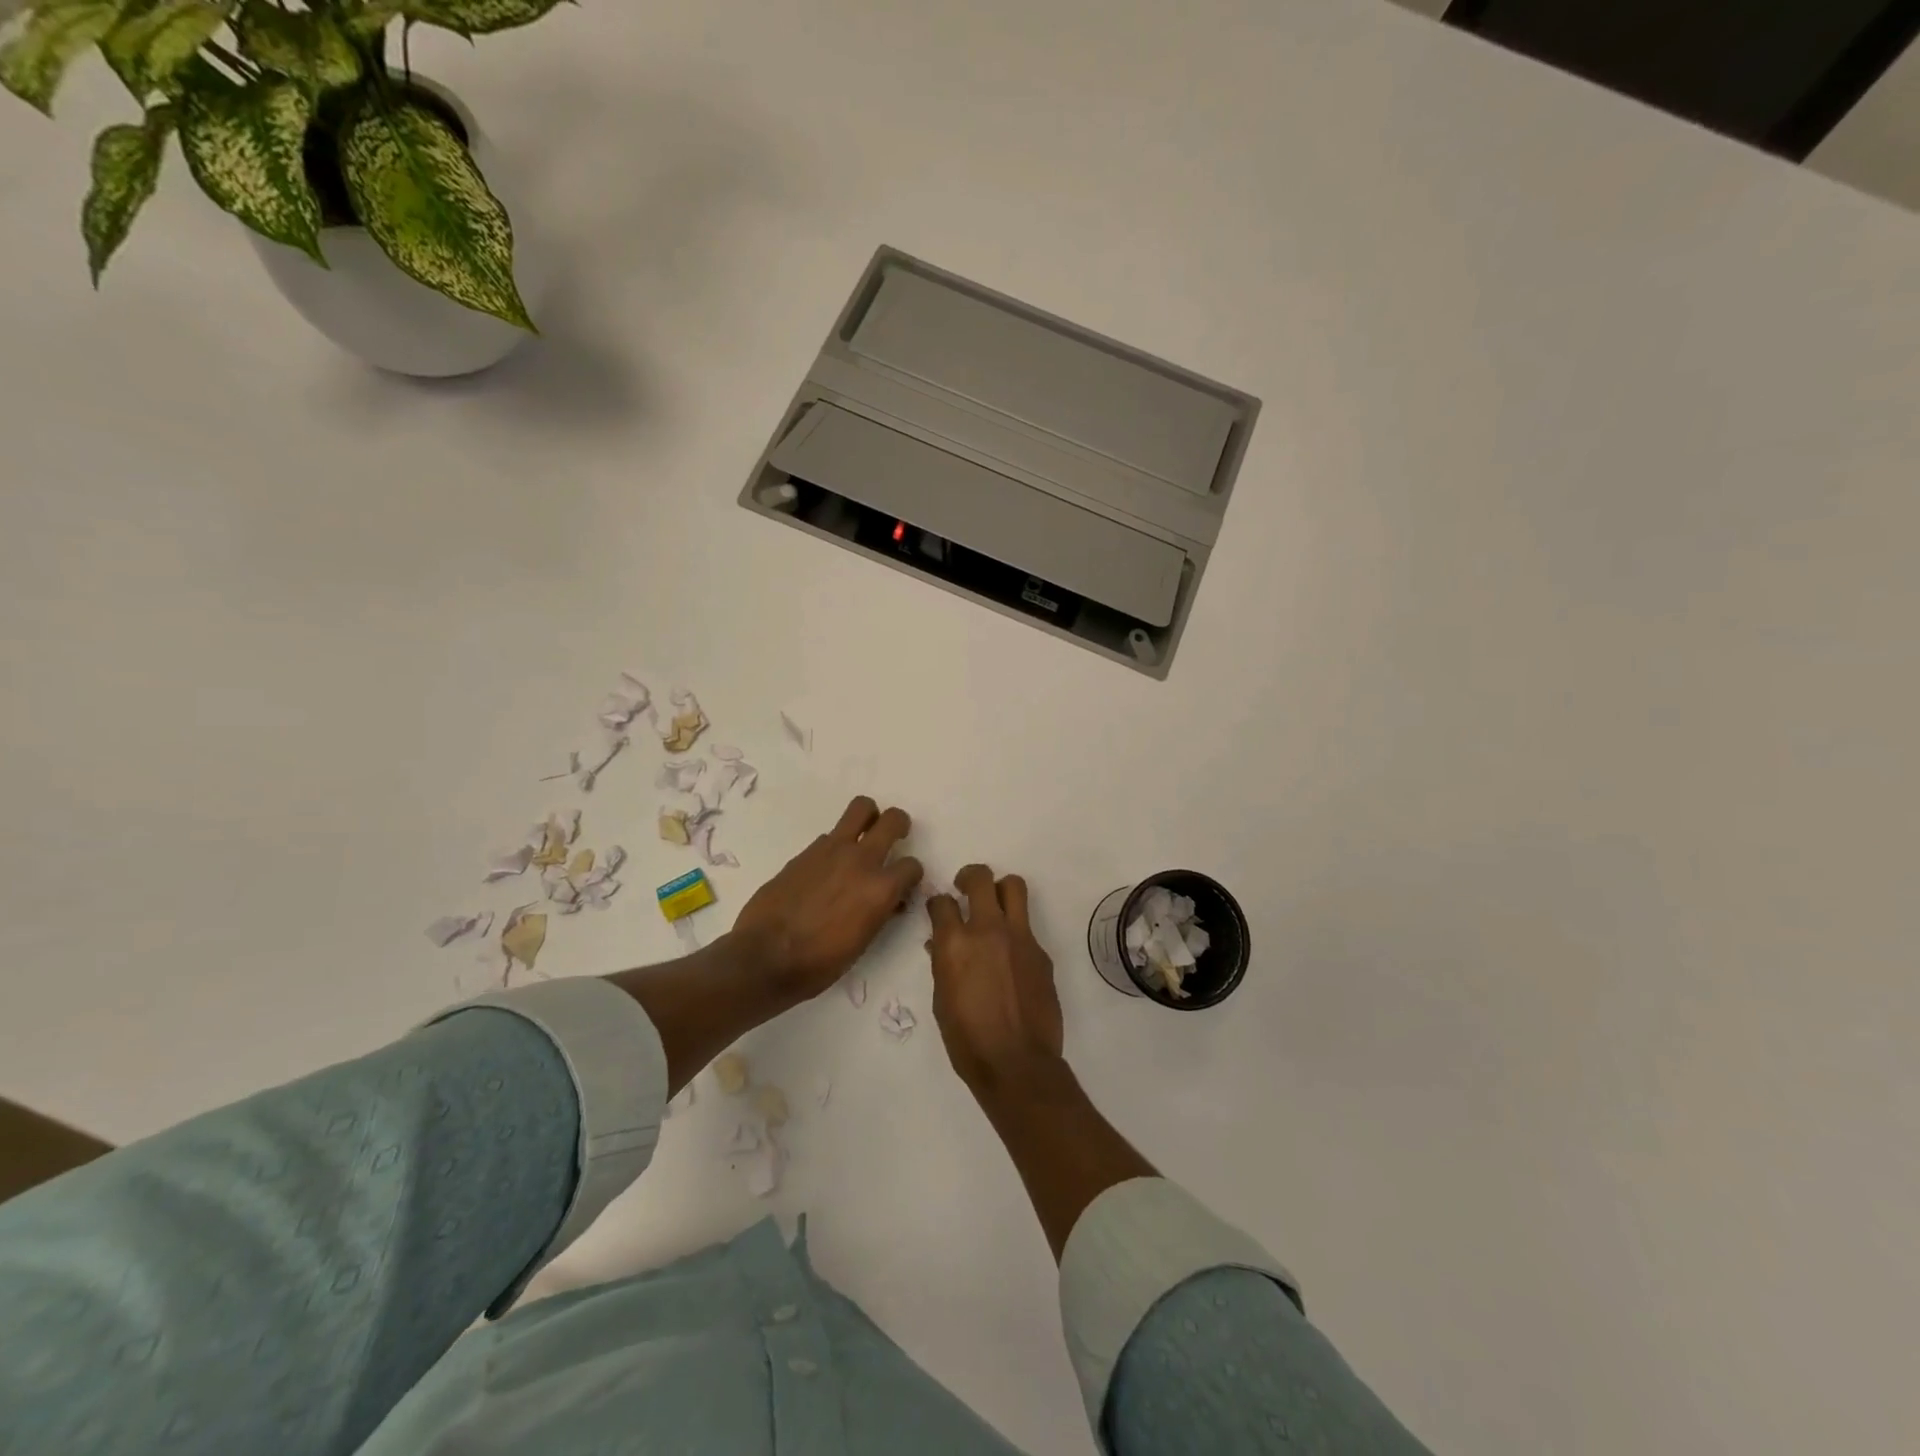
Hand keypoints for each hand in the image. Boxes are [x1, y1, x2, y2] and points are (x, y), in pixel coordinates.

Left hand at [731, 797, 922, 999]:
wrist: (764, 958)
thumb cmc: (819, 963)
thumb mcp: (863, 942)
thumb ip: (880, 911)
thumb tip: (888, 900)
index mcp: (880, 889)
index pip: (912, 865)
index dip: (911, 875)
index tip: (903, 884)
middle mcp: (861, 860)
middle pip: (893, 819)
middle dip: (899, 825)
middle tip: (894, 836)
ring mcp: (831, 850)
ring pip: (861, 808)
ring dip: (868, 818)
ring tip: (863, 835)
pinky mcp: (806, 851)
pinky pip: (831, 835)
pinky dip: (836, 845)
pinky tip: (826, 867)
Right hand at [927, 864, 1064, 1093]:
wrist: (1017, 1063)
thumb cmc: (967, 1040)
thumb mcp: (942, 1001)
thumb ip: (942, 965)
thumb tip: (940, 946)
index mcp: (955, 943)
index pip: (942, 902)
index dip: (938, 904)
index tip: (939, 910)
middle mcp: (988, 930)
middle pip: (981, 879)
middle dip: (970, 877)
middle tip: (965, 889)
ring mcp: (1019, 938)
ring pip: (1014, 887)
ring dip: (1000, 890)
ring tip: (994, 906)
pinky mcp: (1041, 952)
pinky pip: (1027, 927)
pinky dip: (1015, 932)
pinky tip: (1010, 957)